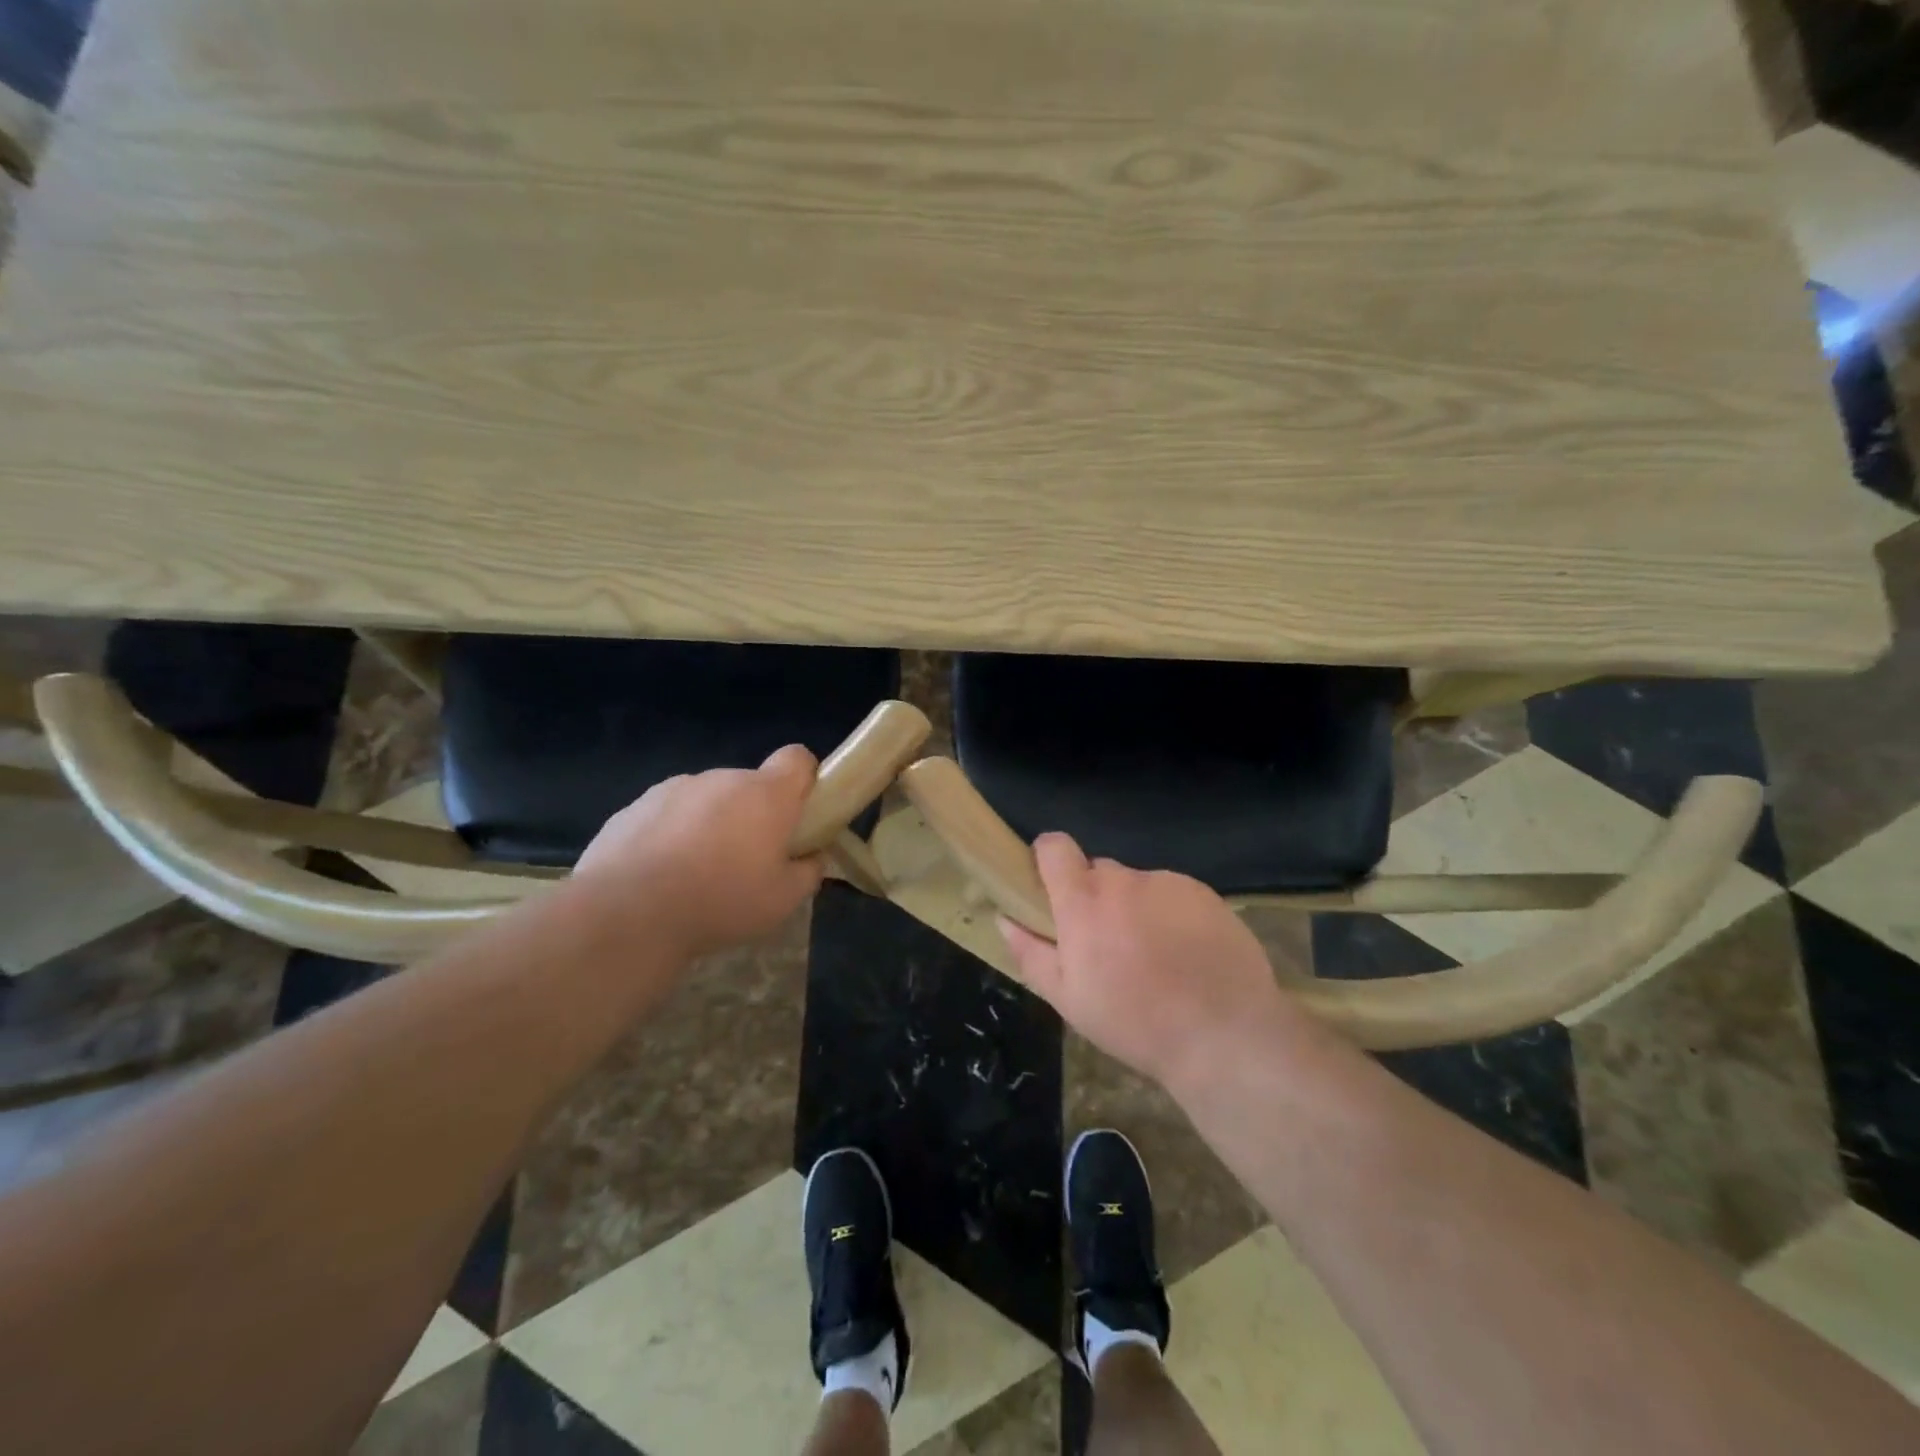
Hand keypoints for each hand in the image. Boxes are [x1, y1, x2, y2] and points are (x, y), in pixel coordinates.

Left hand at [574, 744, 827, 957]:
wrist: (627, 913)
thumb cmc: (721, 901)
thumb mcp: (783, 900)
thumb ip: (807, 872)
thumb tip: (810, 858)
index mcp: (765, 794)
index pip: (797, 758)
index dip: (803, 781)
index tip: (798, 815)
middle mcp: (721, 779)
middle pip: (749, 786)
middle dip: (753, 815)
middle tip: (747, 862)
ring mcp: (673, 788)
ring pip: (706, 801)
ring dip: (710, 825)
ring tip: (696, 876)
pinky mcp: (633, 807)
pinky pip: (667, 816)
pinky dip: (670, 837)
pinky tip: (659, 878)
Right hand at [1000, 833, 1310, 1091]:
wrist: (1224, 1036)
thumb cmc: (1134, 1022)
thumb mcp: (1068, 999)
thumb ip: (1031, 952)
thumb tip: (1005, 918)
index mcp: (1083, 901)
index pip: (1054, 847)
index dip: (1047, 859)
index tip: (1051, 888)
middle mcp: (1124, 880)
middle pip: (1097, 871)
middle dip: (1095, 897)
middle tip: (1108, 944)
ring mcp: (1168, 883)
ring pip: (1138, 885)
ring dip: (1135, 908)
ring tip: (1154, 957)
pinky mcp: (1204, 893)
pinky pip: (1173, 894)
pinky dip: (1171, 914)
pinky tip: (1185, 954)